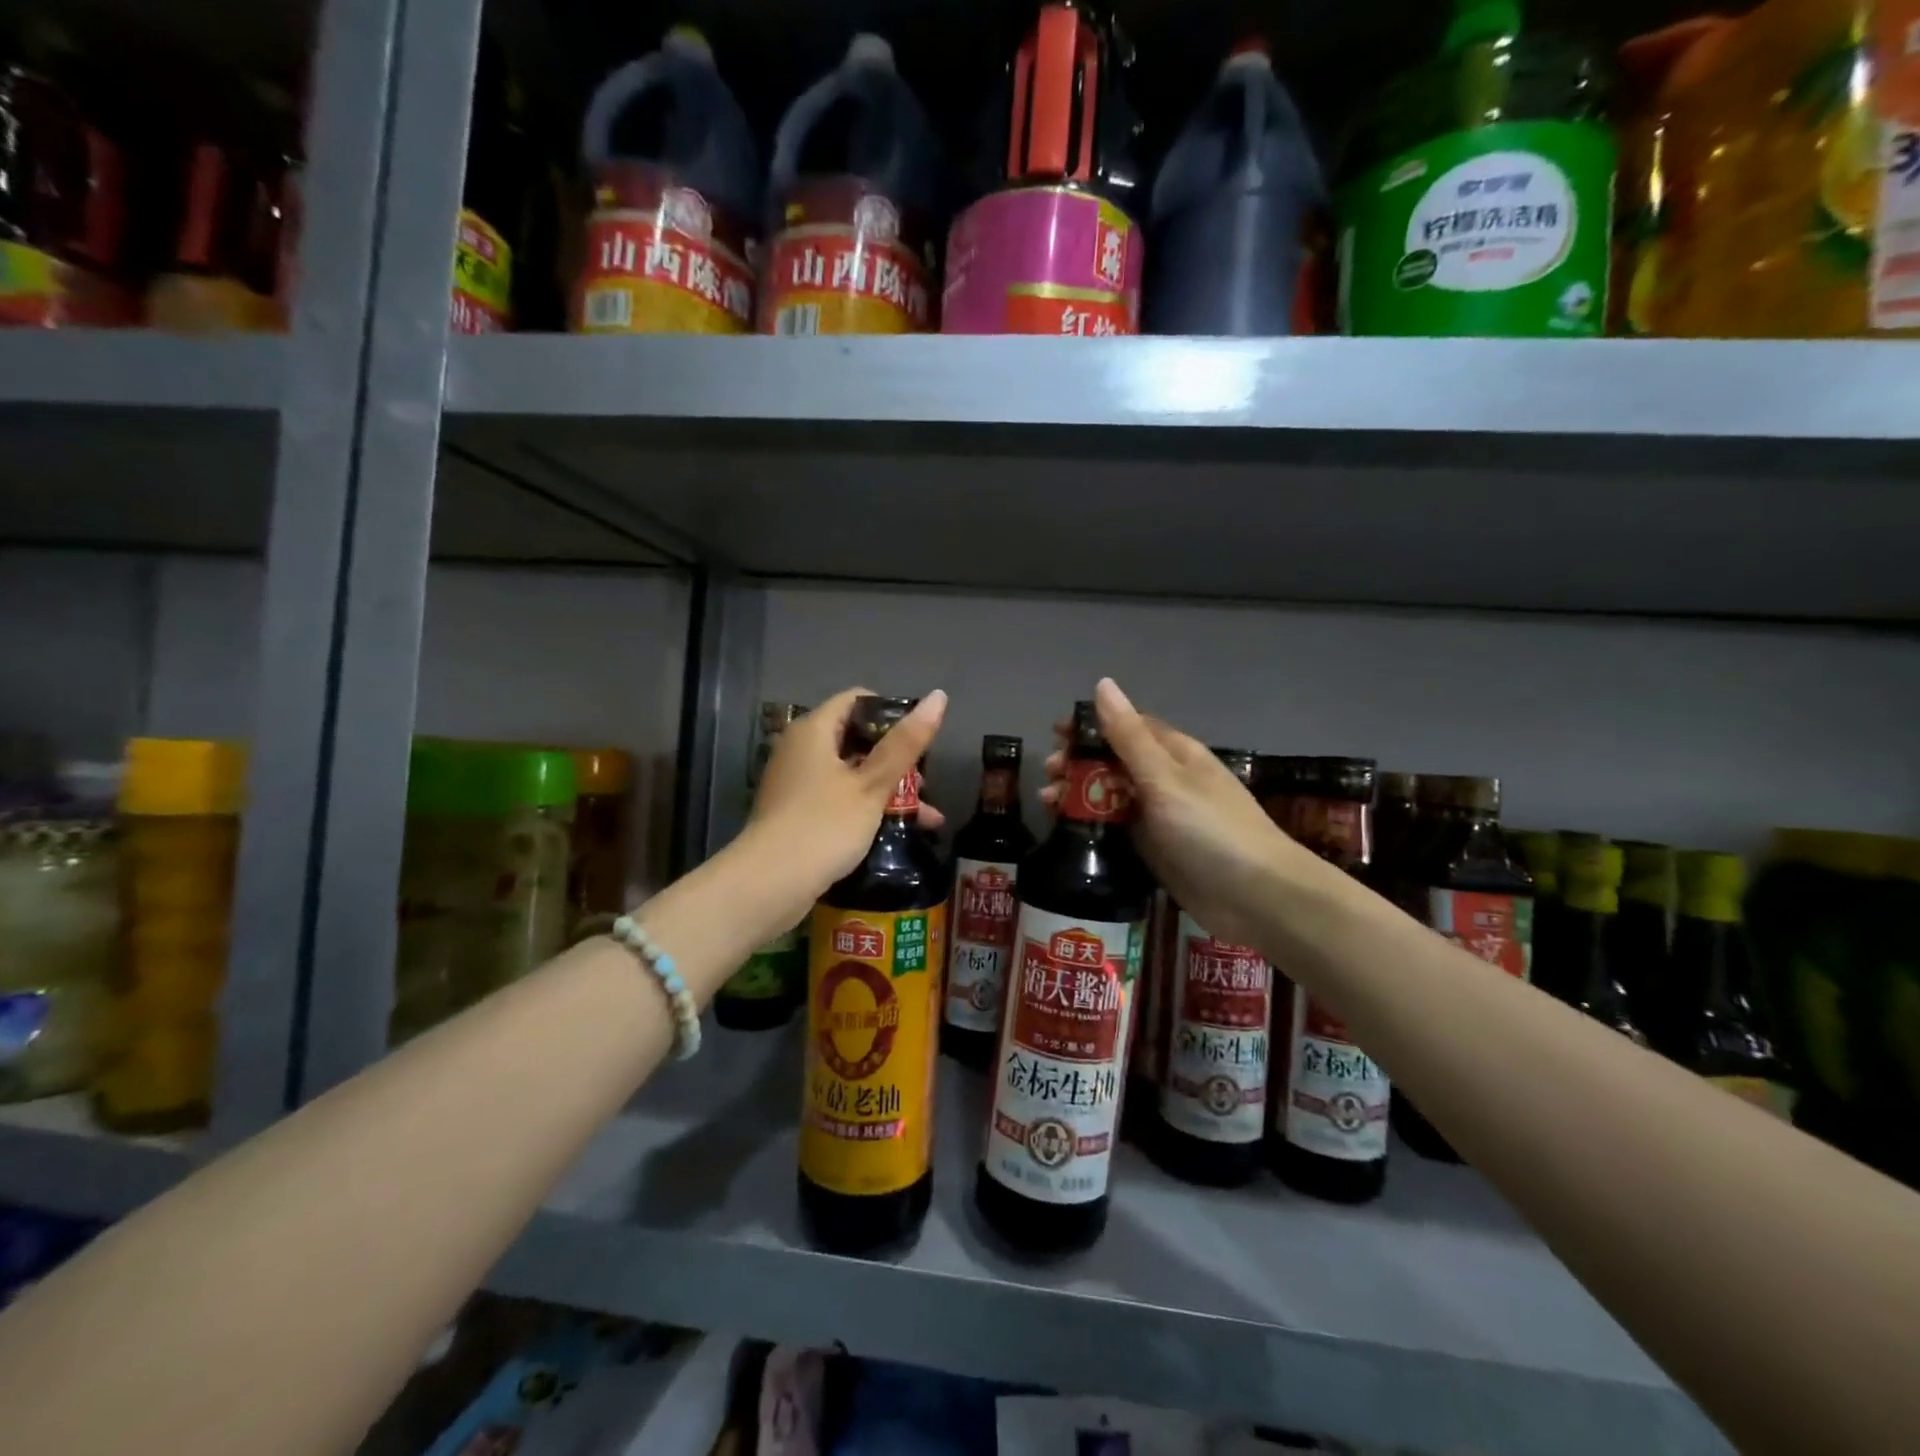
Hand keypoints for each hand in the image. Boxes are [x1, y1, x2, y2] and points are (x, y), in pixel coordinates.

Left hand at [749, 687, 948, 891]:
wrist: (768, 885)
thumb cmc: (824, 825)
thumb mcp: (872, 785)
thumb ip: (905, 744)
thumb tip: (938, 696)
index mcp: (814, 730)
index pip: (857, 699)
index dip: (892, 712)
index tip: (919, 739)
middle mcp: (800, 749)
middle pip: (856, 739)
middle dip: (895, 761)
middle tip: (925, 784)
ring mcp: (796, 784)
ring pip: (850, 774)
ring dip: (887, 791)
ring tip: (924, 816)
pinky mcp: (796, 814)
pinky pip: (838, 800)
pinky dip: (866, 810)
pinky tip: (895, 834)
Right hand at [1041, 679, 1289, 946]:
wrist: (1256, 897)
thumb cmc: (1210, 829)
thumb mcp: (1164, 777)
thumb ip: (1129, 736)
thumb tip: (1103, 684)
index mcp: (1174, 753)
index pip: (1127, 726)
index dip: (1090, 726)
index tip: (1055, 734)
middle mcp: (1166, 780)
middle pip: (1114, 761)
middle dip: (1078, 763)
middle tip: (1049, 774)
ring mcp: (1162, 816)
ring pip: (1112, 795)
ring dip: (1079, 794)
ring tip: (1049, 803)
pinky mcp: (1157, 849)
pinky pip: (1118, 827)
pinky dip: (1092, 824)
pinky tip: (1069, 830)